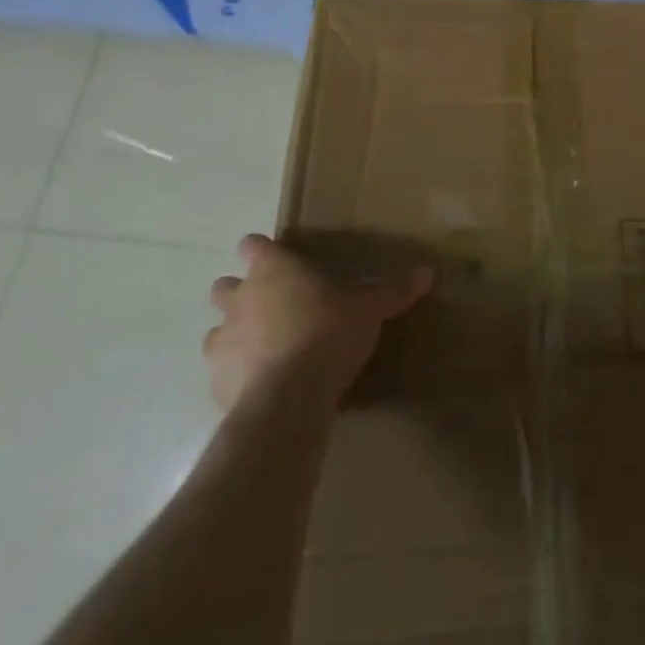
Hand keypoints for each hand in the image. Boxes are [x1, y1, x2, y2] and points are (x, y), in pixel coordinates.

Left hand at [205, 234, 432, 412]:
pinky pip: (220, 374)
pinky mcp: (215, 384)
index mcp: (273, 269)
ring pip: (215, 331)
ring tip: (264, 350)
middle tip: (271, 306)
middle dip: (240, 293)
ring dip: (233, 336)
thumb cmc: (329, 333)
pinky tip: (261, 386)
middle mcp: (240, 299)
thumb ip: (394, 290)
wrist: (289, 399)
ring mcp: (222, 342)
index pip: (253, 245)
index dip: (261, 250)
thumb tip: (430, 272)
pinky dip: (235, 377)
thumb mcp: (370, 308)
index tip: (277, 259)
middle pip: (224, 286)